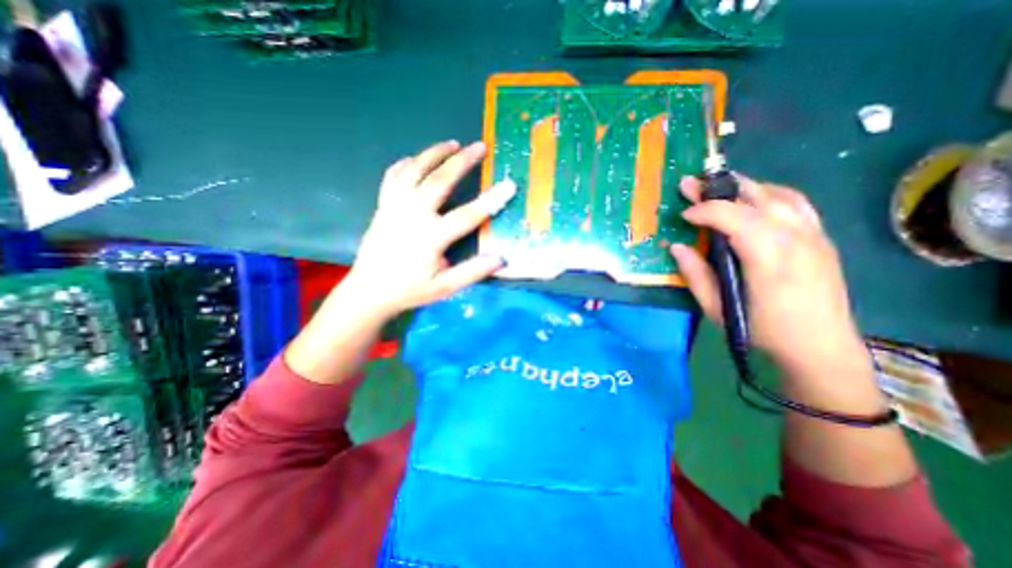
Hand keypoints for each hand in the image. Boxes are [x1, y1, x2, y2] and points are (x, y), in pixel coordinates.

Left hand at [347, 138, 516, 318]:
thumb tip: (500, 259)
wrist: (369, 290)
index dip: (491, 200)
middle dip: (462, 162)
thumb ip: (472, 272)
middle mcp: (412, 215)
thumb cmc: (410, 290)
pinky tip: (415, 159)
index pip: (467, 215)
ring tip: (452, 143)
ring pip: (414, 171)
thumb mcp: (444, 287)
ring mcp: (394, 207)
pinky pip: (393, 176)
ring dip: (434, 154)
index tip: (509, 185)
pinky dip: (405, 164)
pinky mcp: (383, 206)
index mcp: (430, 237)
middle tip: (480, 147)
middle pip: (439, 181)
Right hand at [675, 175, 864, 377]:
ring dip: (743, 187)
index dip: (705, 210)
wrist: (821, 347)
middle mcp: (796, 238)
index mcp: (769, 259)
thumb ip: (695, 274)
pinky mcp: (821, 237)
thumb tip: (676, 247)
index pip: (735, 217)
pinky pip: (795, 202)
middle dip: (719, 189)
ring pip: (778, 195)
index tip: (684, 215)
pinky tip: (752, 199)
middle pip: (756, 198)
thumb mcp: (717, 308)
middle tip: (691, 185)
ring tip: (717, 188)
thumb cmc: (762, 331)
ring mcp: (814, 235)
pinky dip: (768, 194)